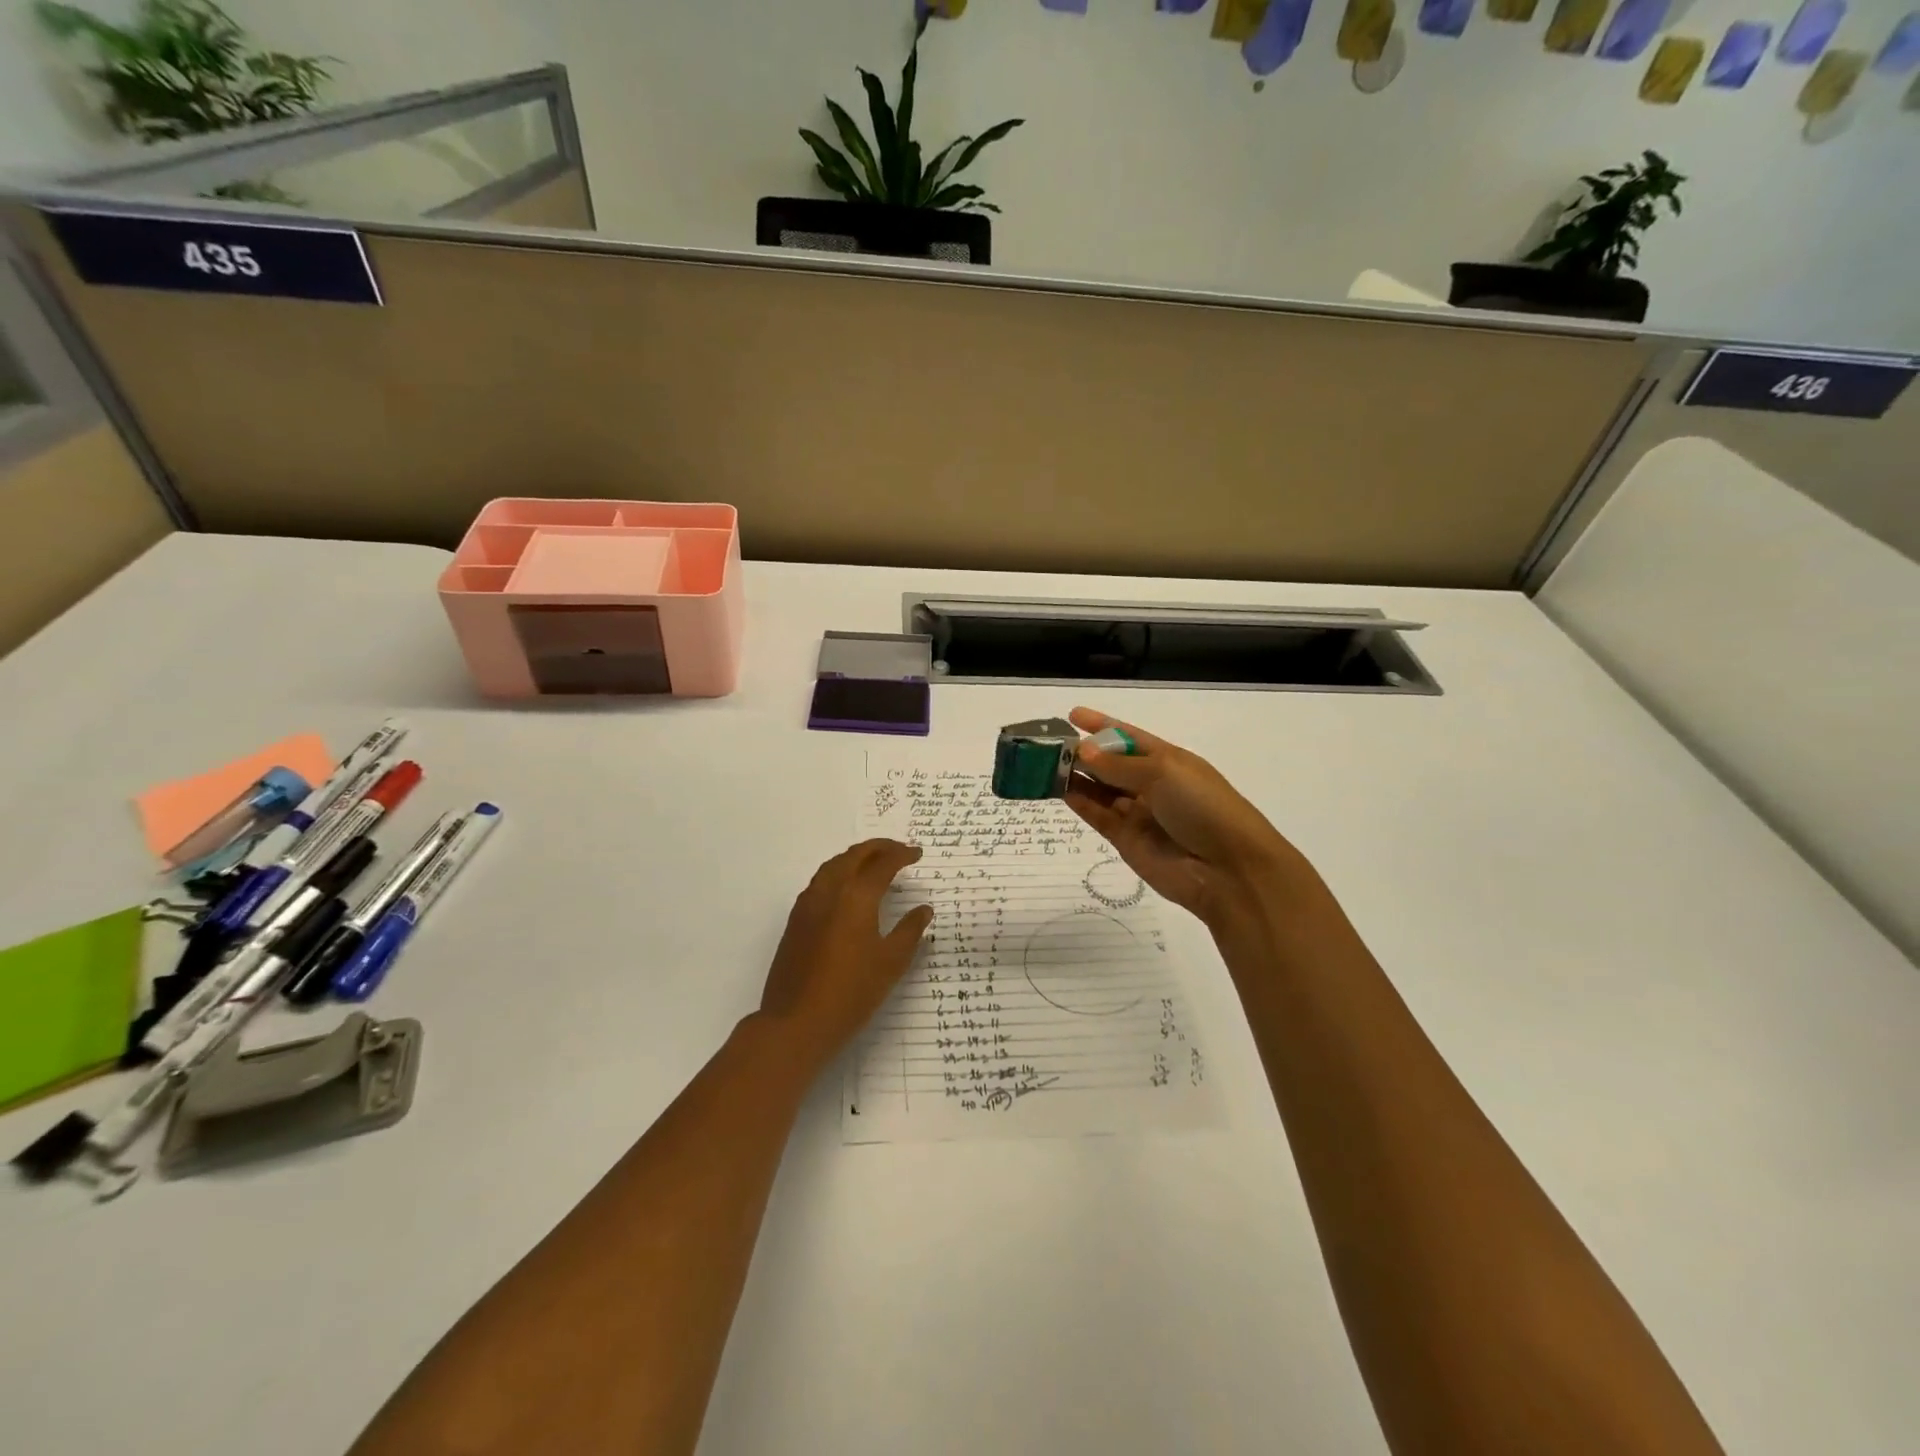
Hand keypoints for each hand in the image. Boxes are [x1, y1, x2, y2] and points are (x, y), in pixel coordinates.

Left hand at [757, 839, 934, 1065]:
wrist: (796, 1023)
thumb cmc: (852, 993)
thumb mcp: (891, 963)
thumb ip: (910, 930)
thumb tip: (923, 909)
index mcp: (856, 897)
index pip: (882, 864)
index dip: (902, 855)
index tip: (917, 854)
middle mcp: (829, 891)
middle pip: (854, 855)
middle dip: (878, 848)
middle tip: (899, 850)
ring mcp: (808, 904)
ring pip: (833, 865)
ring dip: (855, 857)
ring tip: (874, 863)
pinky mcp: (796, 920)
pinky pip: (820, 881)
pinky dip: (839, 872)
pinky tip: (847, 889)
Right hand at [1064, 707, 1309, 926]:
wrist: (1228, 869)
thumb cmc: (1203, 806)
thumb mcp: (1163, 773)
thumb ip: (1118, 764)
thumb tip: (1082, 751)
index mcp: (1168, 760)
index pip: (1129, 736)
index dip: (1102, 725)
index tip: (1072, 714)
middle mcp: (1151, 784)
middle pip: (1110, 764)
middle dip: (1083, 752)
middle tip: (1048, 744)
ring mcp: (1138, 813)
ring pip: (1100, 790)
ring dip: (1076, 777)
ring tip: (1044, 765)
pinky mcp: (1126, 840)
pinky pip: (1097, 815)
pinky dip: (1079, 802)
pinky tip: (1058, 790)